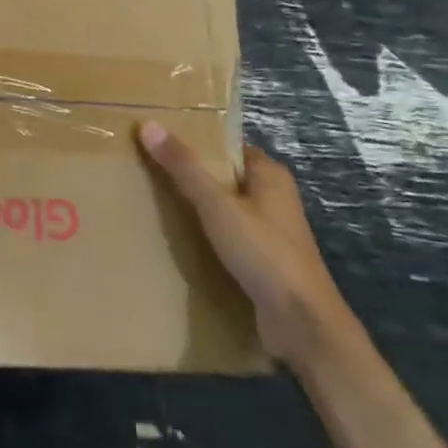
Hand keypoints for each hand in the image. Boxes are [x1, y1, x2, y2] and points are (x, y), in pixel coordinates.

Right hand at [138, 124, 353, 366]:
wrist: (302, 323)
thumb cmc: (263, 253)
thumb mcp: (217, 205)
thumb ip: (183, 167)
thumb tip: (148, 124)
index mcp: (269, 174)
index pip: (225, 146)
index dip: (194, 140)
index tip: (156, 140)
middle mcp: (273, 196)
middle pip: (222, 175)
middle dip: (189, 174)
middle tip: (146, 169)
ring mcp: (269, 230)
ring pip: (224, 207)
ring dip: (195, 206)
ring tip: (153, 200)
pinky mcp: (264, 259)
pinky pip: (227, 234)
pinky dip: (205, 233)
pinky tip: (177, 238)